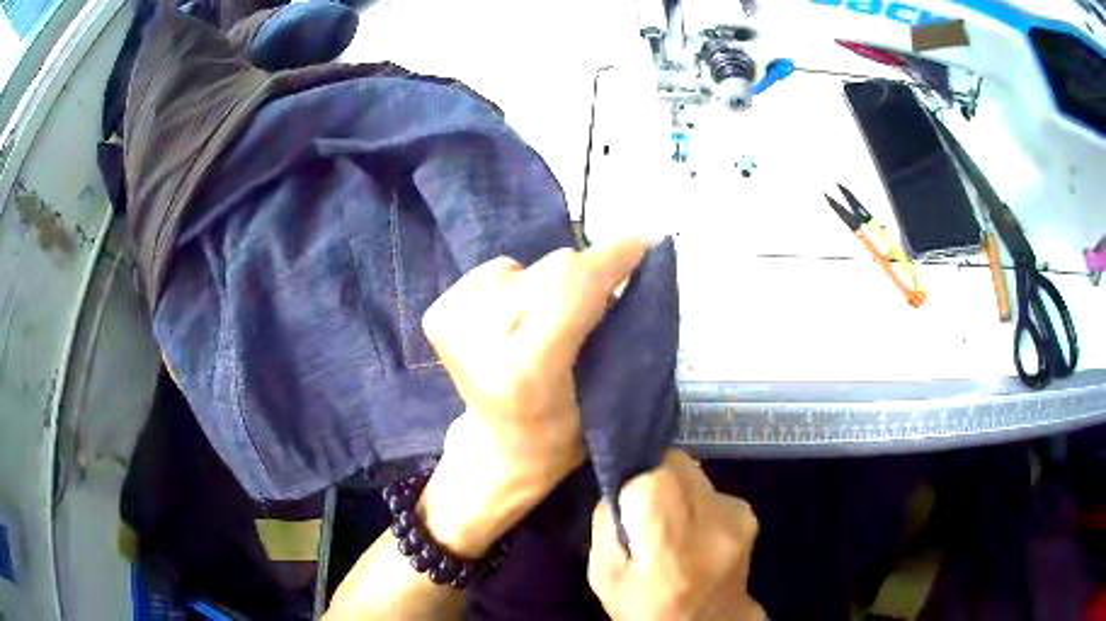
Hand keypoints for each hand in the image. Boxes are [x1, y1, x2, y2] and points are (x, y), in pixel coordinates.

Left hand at [417, 239, 649, 557]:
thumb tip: (624, 262)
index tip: (644, 242)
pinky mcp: (438, 312)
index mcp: (525, 370)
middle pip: (551, 270)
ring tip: (546, 325)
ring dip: (549, 286)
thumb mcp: (607, 394)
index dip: (611, 258)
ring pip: (526, 266)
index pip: (571, 289)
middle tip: (594, 309)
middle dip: (585, 277)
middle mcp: (478, 341)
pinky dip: (518, 287)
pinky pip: (499, 270)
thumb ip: (614, 329)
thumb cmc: (563, 432)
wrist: (499, 448)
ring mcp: (450, 323)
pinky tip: (515, 322)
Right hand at [588, 450, 764, 620]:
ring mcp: (737, 516)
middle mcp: (713, 525)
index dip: (633, 481)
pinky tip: (692, 527)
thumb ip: (606, 526)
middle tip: (642, 508)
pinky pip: (708, 485)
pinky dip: (694, 497)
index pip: (653, 479)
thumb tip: (618, 485)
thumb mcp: (605, 577)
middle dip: (652, 475)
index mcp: (671, 550)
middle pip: (675, 464)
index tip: (625, 503)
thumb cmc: (648, 608)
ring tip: (668, 522)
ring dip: (674, 486)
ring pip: (692, 470)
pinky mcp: (748, 512)